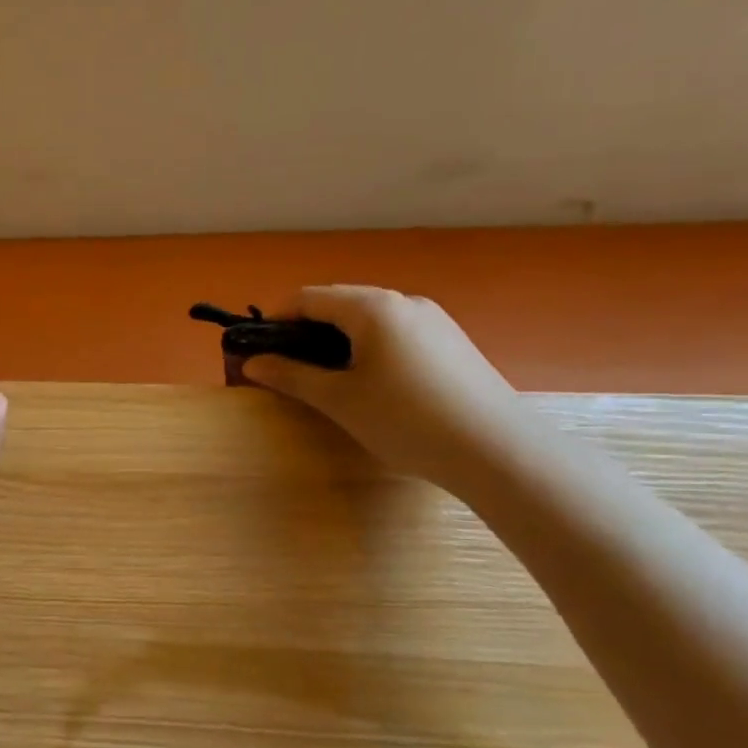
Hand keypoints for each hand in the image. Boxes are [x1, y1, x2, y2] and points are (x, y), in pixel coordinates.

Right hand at [239, 286, 528, 490]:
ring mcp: (433, 319)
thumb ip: (291, 376)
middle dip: (306, 330)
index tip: (257, 350)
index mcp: (372, 307)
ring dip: (337, 339)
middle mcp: (403, 301)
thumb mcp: (339, 400)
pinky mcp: (451, 341)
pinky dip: (368, 347)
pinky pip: (395, 332)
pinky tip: (370, 383)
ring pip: (369, 318)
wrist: (495, 448)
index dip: (276, 319)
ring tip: (326, 379)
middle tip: (287, 368)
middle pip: (339, 303)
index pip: (308, 298)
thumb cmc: (405, 419)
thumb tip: (252, 363)